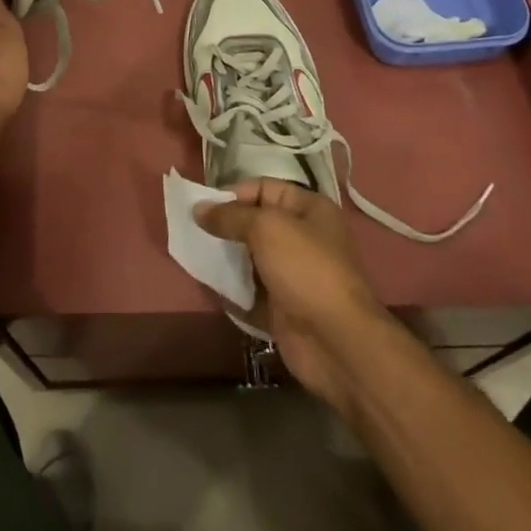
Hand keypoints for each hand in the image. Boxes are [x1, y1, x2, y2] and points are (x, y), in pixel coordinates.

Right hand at [197, 179, 391, 410]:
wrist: (336, 342)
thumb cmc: (305, 269)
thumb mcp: (265, 228)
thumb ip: (229, 216)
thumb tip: (198, 208)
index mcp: (309, 209)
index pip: (264, 188)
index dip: (234, 194)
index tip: (205, 207)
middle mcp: (303, 238)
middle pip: (255, 223)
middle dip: (225, 226)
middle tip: (194, 231)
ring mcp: (292, 275)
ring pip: (250, 258)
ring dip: (225, 258)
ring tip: (196, 255)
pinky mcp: (282, 307)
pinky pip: (249, 291)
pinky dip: (231, 289)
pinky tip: (208, 284)